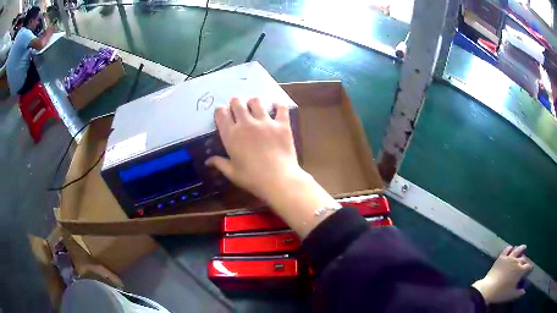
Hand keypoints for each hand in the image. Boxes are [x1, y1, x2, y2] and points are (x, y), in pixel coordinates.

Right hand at [207, 98, 338, 237]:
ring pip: (256, 101)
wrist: (279, 180)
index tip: (223, 115)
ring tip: (256, 108)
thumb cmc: (252, 179)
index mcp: (231, 135)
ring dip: (254, 103)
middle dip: (236, 103)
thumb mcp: (232, 173)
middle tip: (239, 109)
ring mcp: (265, 122)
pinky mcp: (282, 124)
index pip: (221, 113)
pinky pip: (280, 107)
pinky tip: (275, 108)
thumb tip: (207, 161)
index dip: (221, 111)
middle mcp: (246, 124)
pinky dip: (278, 106)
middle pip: (237, 102)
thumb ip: (219, 163)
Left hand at [472, 245, 533, 303]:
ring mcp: (509, 258)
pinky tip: (511, 247)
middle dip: (526, 260)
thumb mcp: (511, 295)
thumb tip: (524, 292)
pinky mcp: (501, 257)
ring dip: (521, 248)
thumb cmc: (501, 293)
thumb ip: (519, 293)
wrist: (488, 289)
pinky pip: (507, 250)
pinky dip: (510, 248)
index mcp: (520, 270)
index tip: (531, 269)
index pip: (528, 267)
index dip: (530, 268)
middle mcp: (517, 261)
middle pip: (523, 259)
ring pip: (517, 250)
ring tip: (524, 247)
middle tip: (526, 262)